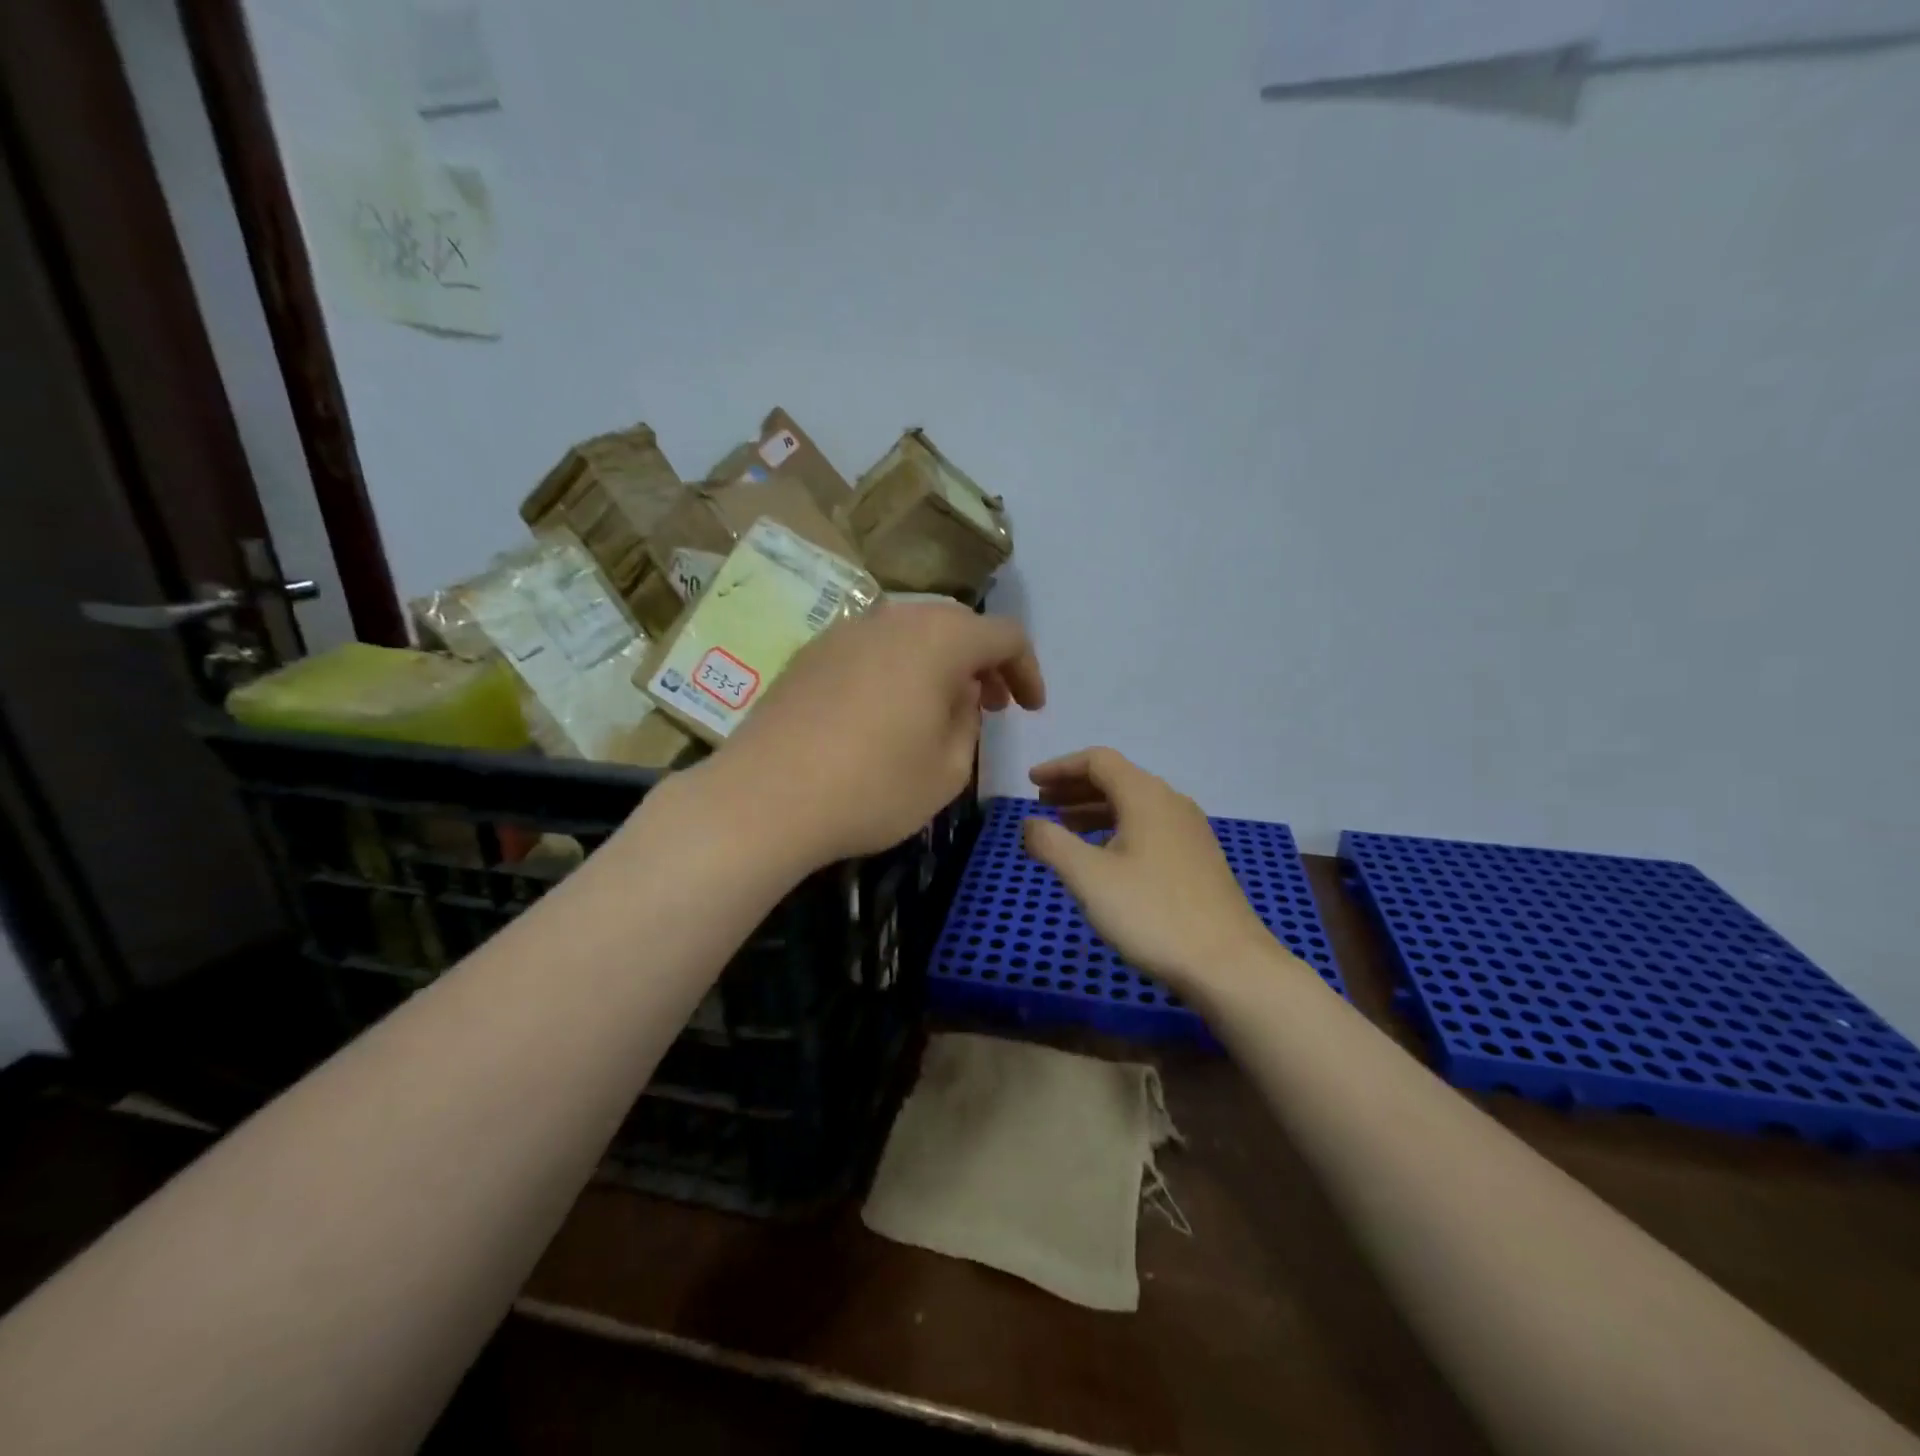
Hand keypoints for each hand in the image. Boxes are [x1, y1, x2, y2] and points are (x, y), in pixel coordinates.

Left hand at [705, 602, 1044, 866]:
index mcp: (939, 639)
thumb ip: (968, 721)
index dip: (1027, 670)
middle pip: (956, 625)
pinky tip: (887, 711)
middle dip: (983, 662)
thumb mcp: (948, 769)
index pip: (1004, 635)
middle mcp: (893, 619)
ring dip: (939, 663)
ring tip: (940, 708)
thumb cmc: (872, 787)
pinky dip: (897, 668)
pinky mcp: (811, 653)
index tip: (1030, 709)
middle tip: (990, 705)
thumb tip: (959, 694)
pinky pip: (872, 648)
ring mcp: (846, 631)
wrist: (764, 798)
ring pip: (911, 632)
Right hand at [1023, 748, 1278, 993]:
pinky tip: (1104, 859)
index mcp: (1146, 796)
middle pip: (1117, 779)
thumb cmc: (1152, 913)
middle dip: (1075, 788)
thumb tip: (1029, 823)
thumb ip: (1051, 843)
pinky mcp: (1198, 859)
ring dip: (1094, 810)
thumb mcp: (1088, 877)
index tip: (1031, 783)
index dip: (1060, 767)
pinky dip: (1117, 830)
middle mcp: (1171, 803)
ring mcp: (1190, 832)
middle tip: (1042, 804)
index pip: (1098, 761)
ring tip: (1065, 830)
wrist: (1229, 964)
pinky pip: (1149, 828)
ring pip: (1133, 806)